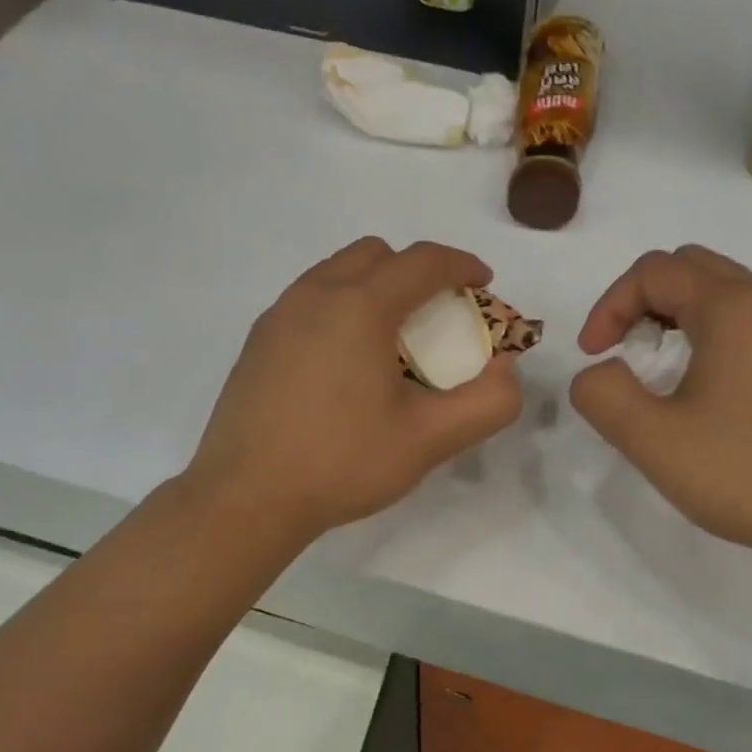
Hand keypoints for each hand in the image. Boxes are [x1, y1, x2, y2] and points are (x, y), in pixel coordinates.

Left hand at [188, 238, 522, 540]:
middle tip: (437, 315)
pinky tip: (345, 363)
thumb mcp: (428, 440)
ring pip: (337, 272)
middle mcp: (315, 294)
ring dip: (375, 287)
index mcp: (360, 306)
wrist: (246, 497)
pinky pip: (310, 300)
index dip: (462, 265)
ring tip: (392, 339)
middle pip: (377, 254)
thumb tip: (506, 369)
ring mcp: (279, 315)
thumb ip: (485, 403)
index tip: (483, 284)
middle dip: (416, 271)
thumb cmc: (341, 463)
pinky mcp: (258, 341)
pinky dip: (341, 308)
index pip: (423, 260)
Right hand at [570, 245, 751, 571]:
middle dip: (640, 300)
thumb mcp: (653, 440)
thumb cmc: (744, 474)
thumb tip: (598, 373)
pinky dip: (704, 330)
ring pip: (719, 290)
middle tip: (621, 350)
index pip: (653, 271)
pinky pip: (743, 318)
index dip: (608, 307)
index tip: (593, 357)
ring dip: (672, 314)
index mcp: (733, 309)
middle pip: (689, 267)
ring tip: (652, 367)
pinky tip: (696, 385)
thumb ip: (604, 395)